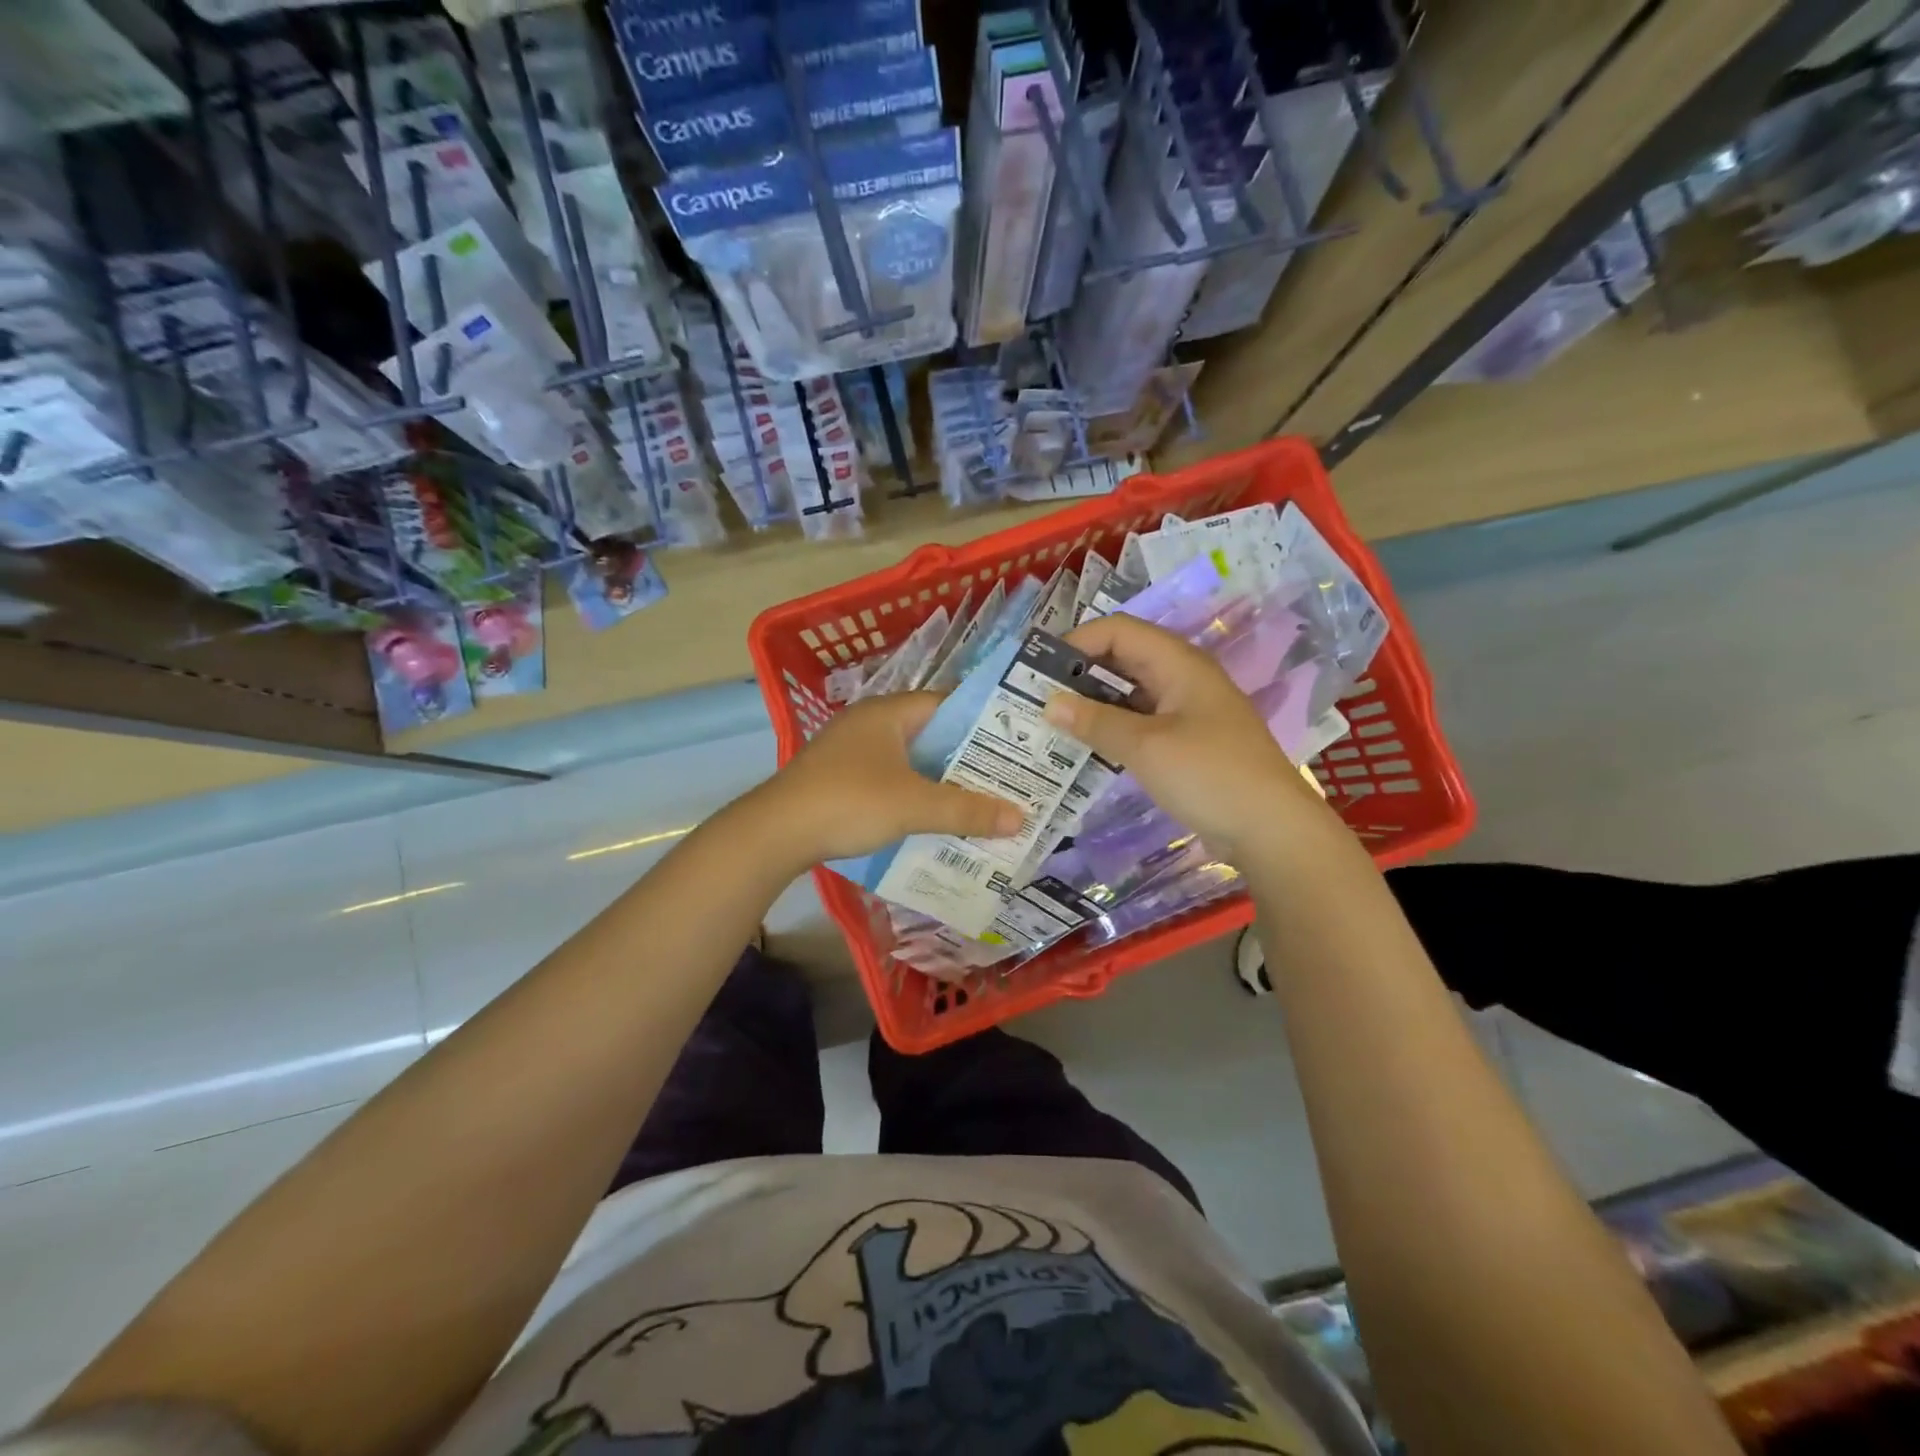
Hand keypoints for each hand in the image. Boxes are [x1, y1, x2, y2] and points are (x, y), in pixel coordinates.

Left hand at [750, 693, 1024, 865]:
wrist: (775, 833)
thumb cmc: (849, 802)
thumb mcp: (914, 805)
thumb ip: (967, 810)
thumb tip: (1020, 818)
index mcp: (888, 712)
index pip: (947, 704)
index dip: (983, 722)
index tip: (1016, 744)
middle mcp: (869, 722)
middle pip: (930, 734)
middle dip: (965, 757)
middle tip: (1006, 777)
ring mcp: (850, 750)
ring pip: (909, 759)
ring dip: (939, 779)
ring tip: (979, 799)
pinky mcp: (838, 777)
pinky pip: (888, 778)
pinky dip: (912, 793)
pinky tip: (932, 816)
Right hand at [1045, 614, 1336, 861]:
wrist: (1272, 830)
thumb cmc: (1210, 776)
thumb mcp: (1146, 747)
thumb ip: (1096, 721)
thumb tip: (1049, 702)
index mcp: (1179, 663)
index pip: (1118, 631)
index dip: (1077, 642)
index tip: (1039, 670)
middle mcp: (1183, 678)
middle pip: (1124, 659)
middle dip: (1081, 673)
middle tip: (1038, 698)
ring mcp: (1188, 711)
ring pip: (1131, 693)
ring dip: (1094, 703)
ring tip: (1054, 722)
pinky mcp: (1188, 742)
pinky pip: (1142, 722)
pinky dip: (1113, 728)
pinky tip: (1086, 746)